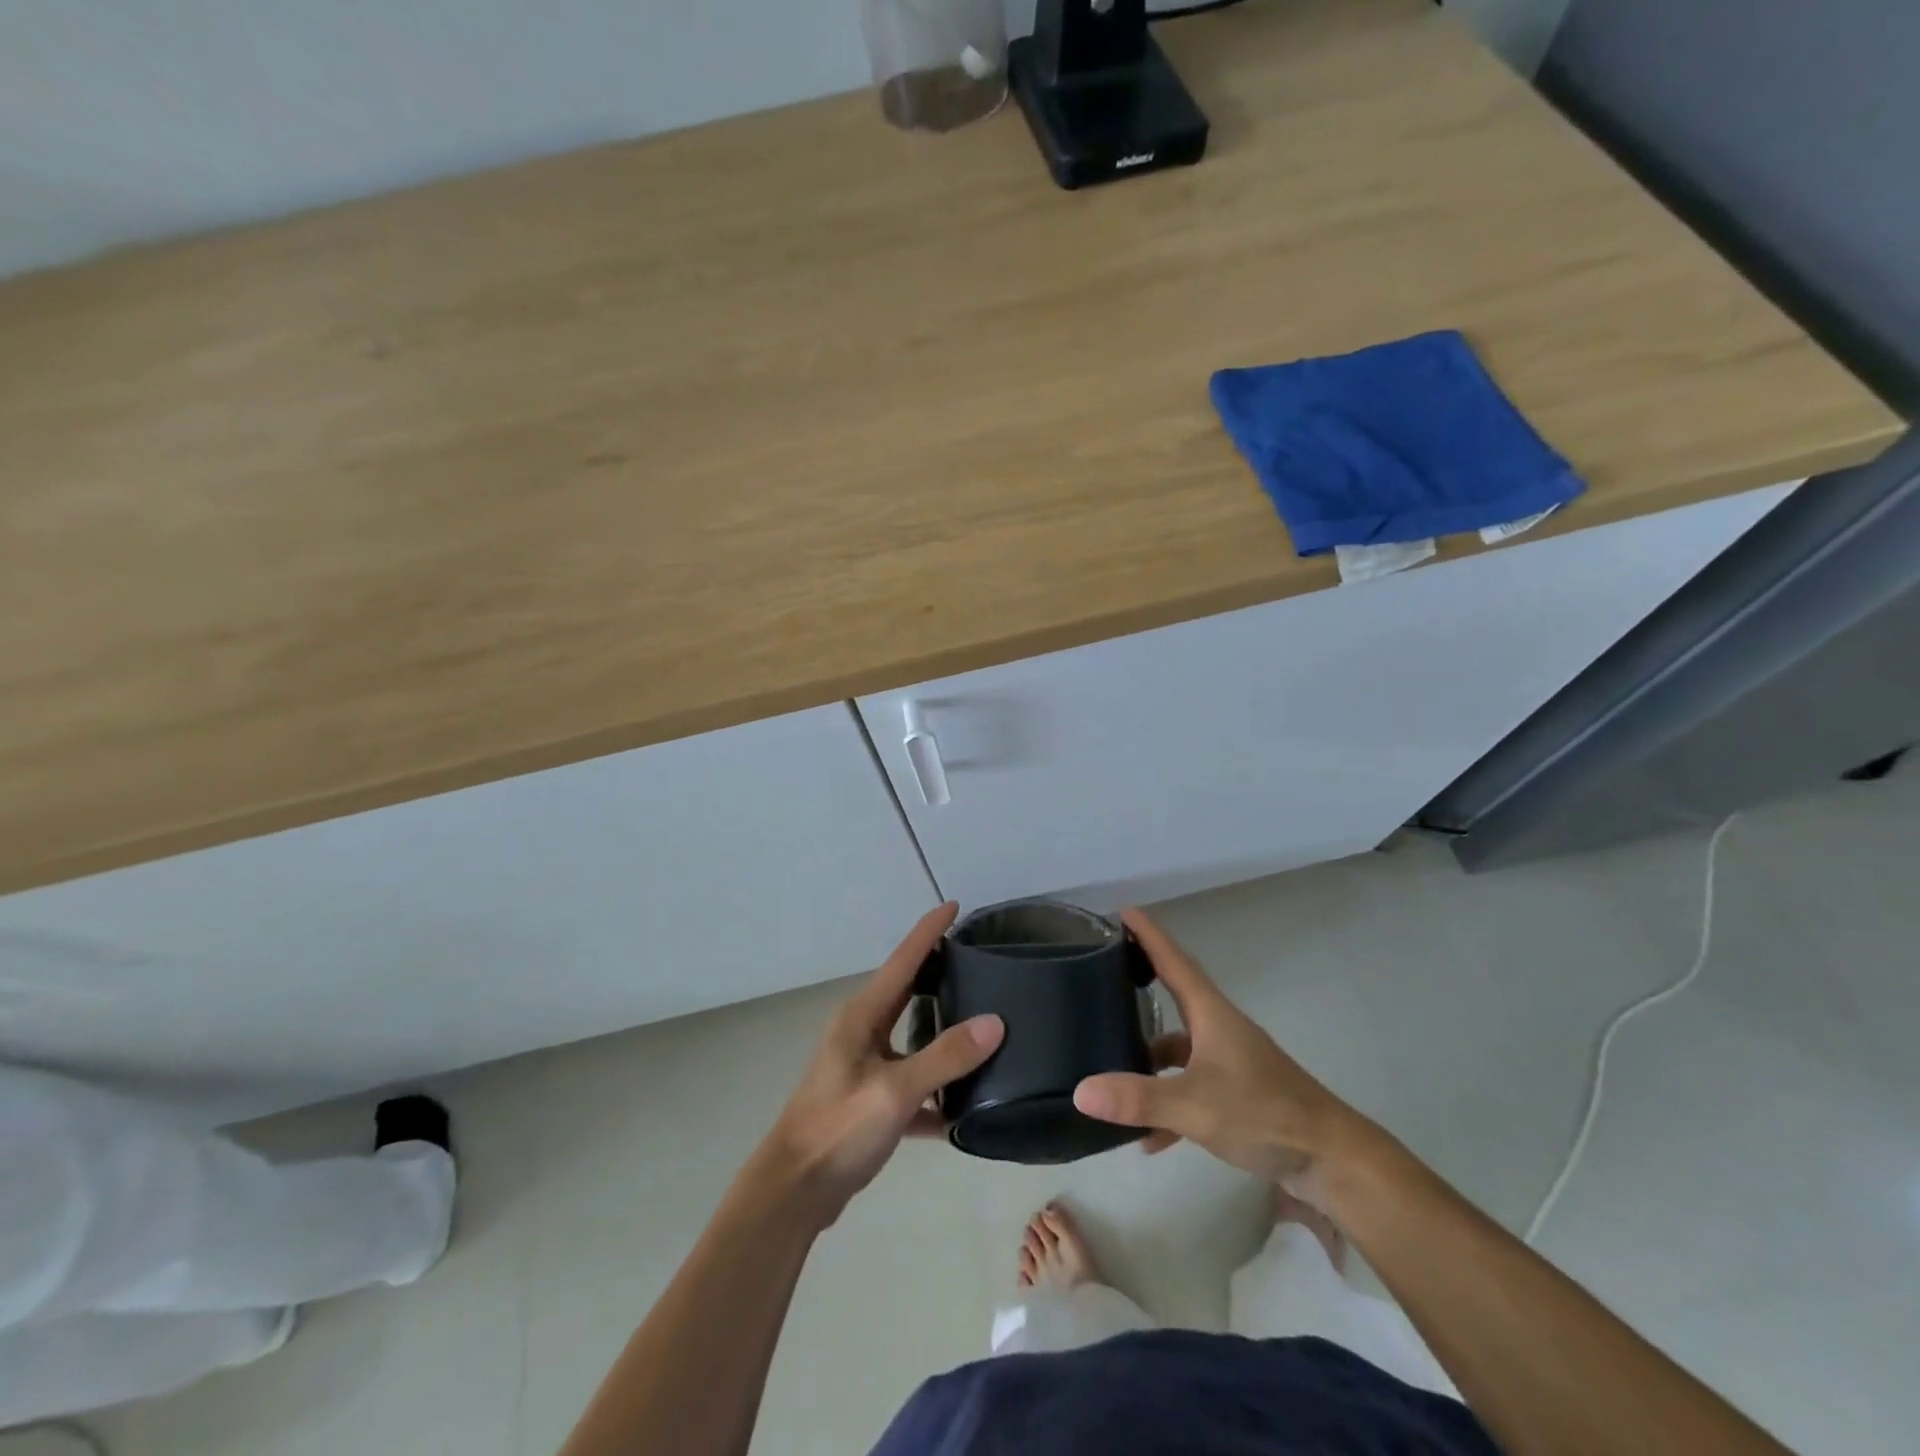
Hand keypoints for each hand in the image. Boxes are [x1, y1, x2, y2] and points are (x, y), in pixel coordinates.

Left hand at [761, 903, 1003, 1226]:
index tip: (954, 905)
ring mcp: (864, 1066)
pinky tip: (965, 1105)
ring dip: (940, 1028)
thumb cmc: (838, 1130)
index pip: (903, 959)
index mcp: (862, 1016)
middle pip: (906, 990)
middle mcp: (862, 1032)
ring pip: (911, 1035)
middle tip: (977, 958)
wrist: (794, 1192)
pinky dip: (935, 1087)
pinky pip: (911, 1081)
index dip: (929, 930)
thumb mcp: (895, 1092)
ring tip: (982, 1020)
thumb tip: (995, 1022)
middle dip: (936, 970)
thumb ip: (944, 1057)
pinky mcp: (870, 1100)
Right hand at [1073, 908, 1375, 1185]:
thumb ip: (1139, 1098)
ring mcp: (1230, 1061)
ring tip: (1110, 1065)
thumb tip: (1080, 1090)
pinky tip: (1149, 1136)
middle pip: (1175, 995)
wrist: (1331, 1158)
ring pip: (1179, 1047)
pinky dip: (1169, 1102)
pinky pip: (1191, 1086)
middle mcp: (1219, 1028)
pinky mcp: (1238, 1092)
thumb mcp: (1195, 1105)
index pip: (1174, 961)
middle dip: (1142, 983)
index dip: (1149, 935)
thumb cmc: (1265, 1113)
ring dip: (1149, 1056)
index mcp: (1211, 1014)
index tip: (1125, 911)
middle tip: (1104, 974)